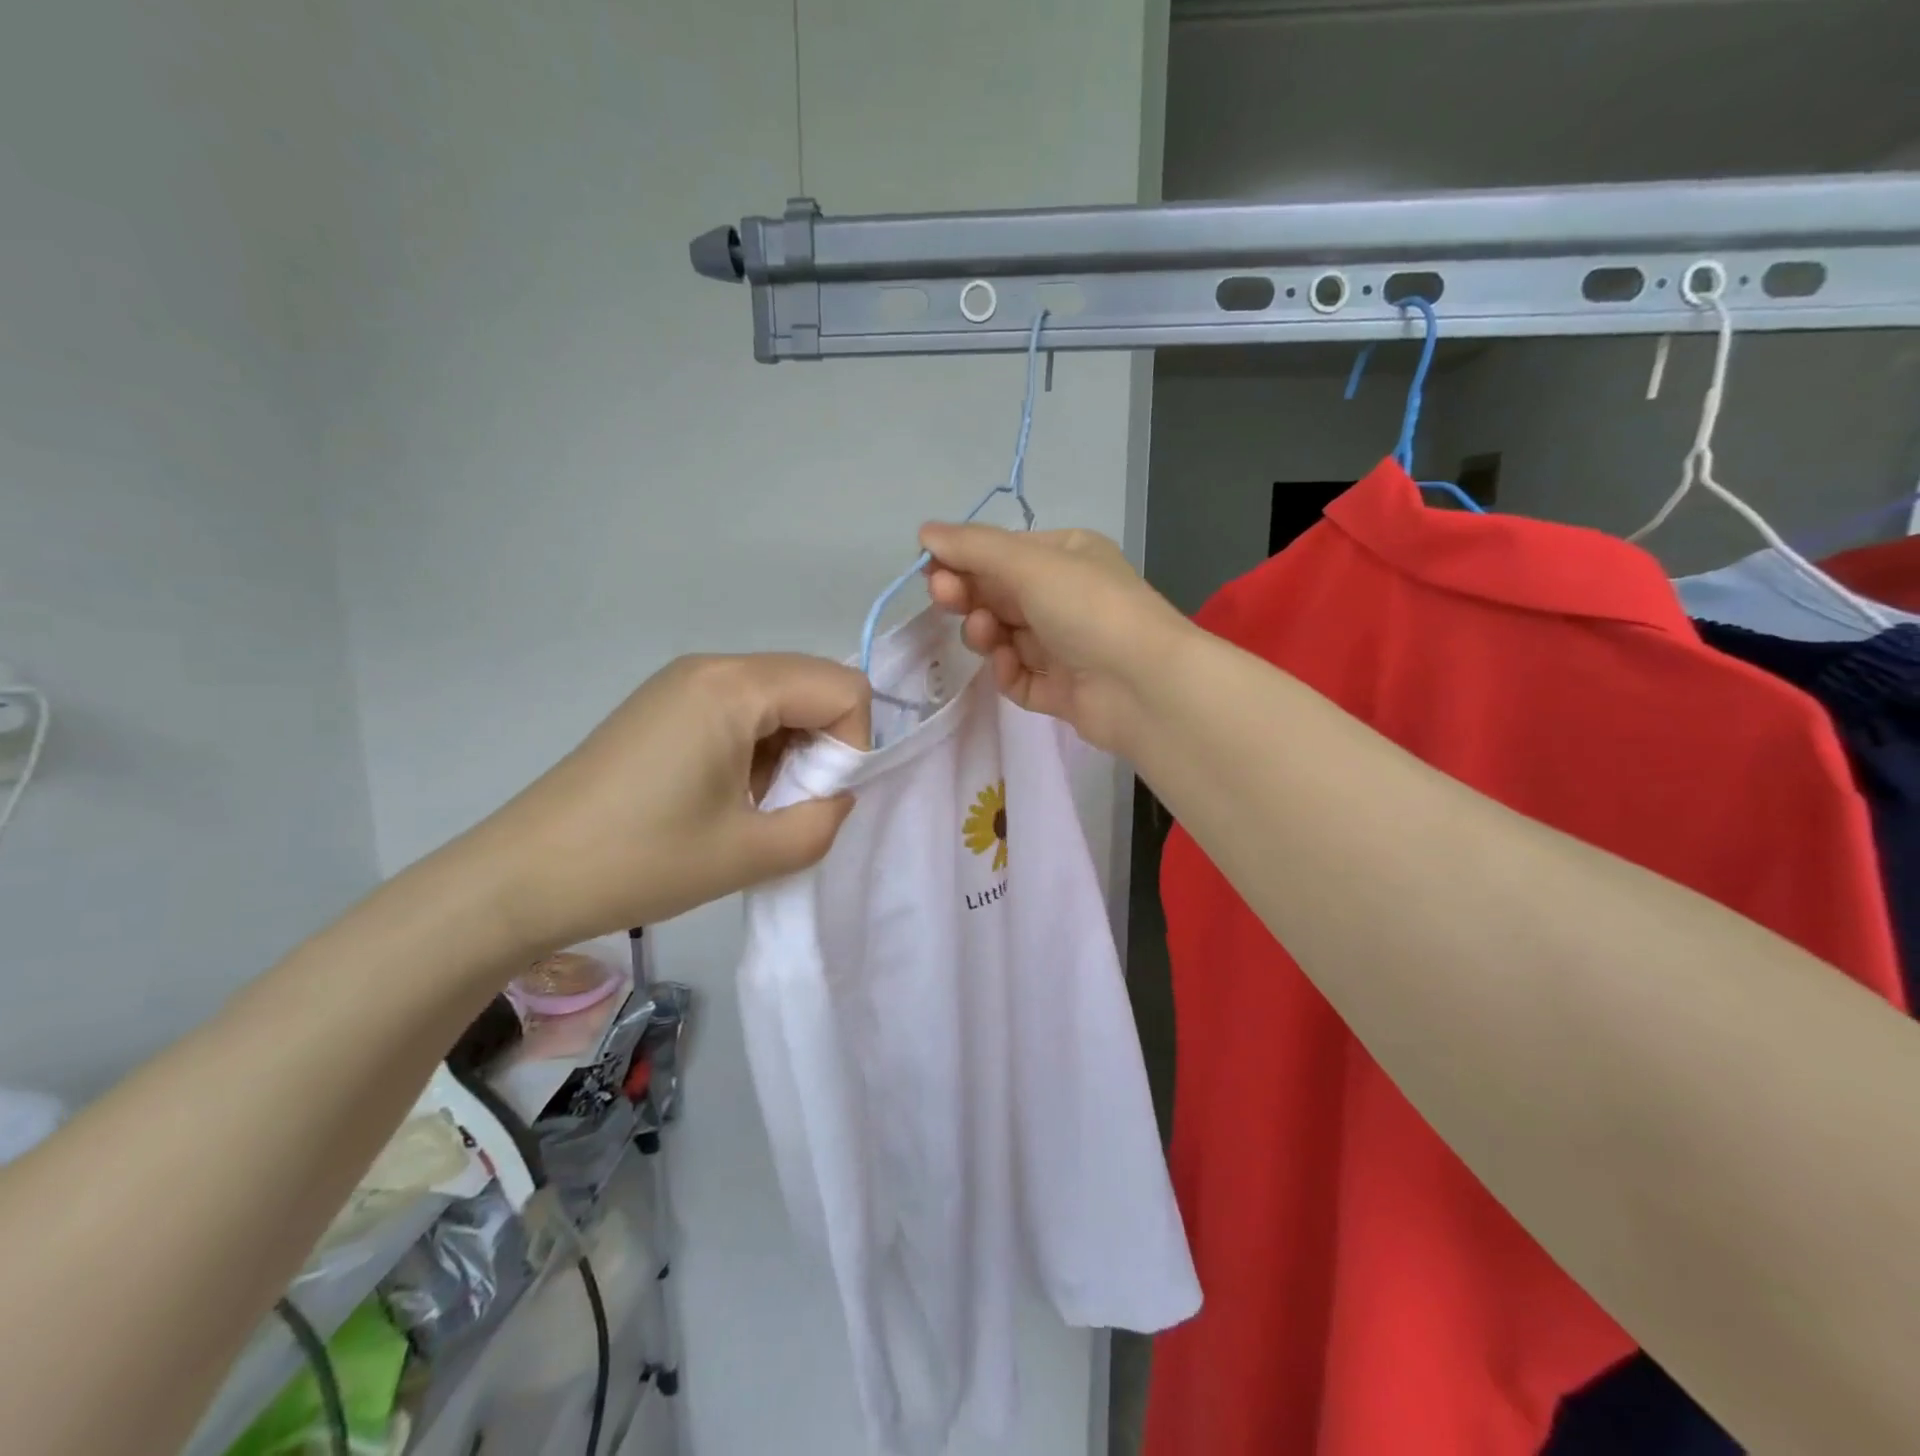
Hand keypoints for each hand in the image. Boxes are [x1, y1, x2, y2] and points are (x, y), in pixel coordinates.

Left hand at [473, 653, 869, 952]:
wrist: (522, 878)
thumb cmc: (641, 862)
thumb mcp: (751, 854)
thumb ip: (823, 822)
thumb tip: (836, 796)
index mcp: (734, 687)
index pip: (842, 688)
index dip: (853, 746)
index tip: (820, 799)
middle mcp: (712, 667)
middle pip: (812, 684)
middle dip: (824, 745)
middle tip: (792, 805)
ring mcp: (682, 682)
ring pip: (780, 698)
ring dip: (791, 750)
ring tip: (755, 806)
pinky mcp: (665, 705)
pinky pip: (742, 709)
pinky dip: (759, 747)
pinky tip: (727, 795)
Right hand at [920, 522, 1191, 753]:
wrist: (1143, 685)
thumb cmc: (1089, 608)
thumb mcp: (1030, 563)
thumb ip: (974, 548)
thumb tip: (924, 531)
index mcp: (1068, 556)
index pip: (1003, 554)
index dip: (964, 560)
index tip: (931, 569)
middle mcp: (1066, 598)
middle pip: (999, 595)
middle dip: (968, 595)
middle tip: (943, 597)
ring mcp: (1064, 647)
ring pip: (1004, 637)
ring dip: (985, 633)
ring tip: (987, 635)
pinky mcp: (1061, 690)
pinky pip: (1019, 677)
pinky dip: (1007, 671)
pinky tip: (1008, 666)